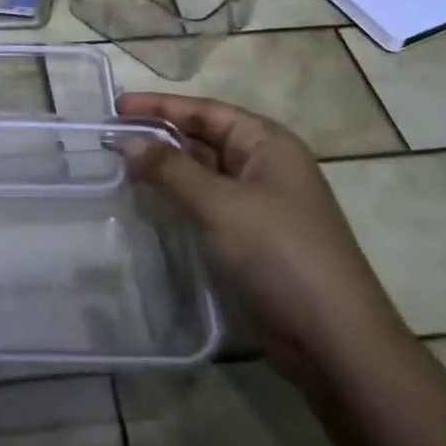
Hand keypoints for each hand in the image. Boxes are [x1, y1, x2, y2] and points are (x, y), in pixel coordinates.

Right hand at [115, 93, 407, 389]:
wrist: (334, 340)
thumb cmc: (279, 253)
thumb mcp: (220, 204)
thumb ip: (171, 170)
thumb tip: (128, 141)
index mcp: (266, 143)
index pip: (205, 111)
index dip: (159, 106)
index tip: (116, 105)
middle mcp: (265, 166)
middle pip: (204, 139)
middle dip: (160, 136)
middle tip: (111, 137)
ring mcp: (260, 204)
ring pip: (204, 174)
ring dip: (167, 169)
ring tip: (121, 166)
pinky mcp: (253, 239)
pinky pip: (208, 205)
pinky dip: (179, 199)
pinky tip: (150, 203)